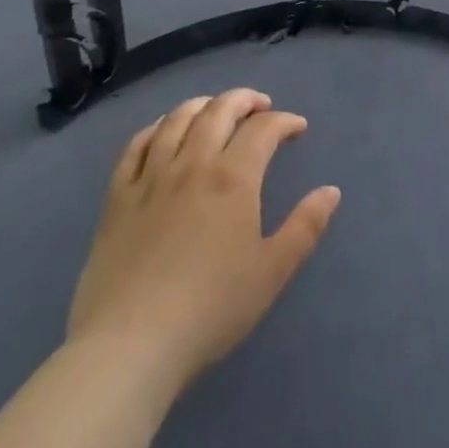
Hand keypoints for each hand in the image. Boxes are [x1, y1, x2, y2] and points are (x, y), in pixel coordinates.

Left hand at [66, 89, 339, 404]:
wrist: (129, 347)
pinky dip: (156, 127)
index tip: (297, 130)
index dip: (285, 121)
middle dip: (245, 100)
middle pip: (220, 109)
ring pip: (177, 119)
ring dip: (203, 104)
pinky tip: (164, 131)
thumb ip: (305, 226)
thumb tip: (331, 191)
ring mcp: (151, 178)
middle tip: (261, 107)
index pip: (264, 128)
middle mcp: (193, 164)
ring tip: (216, 110)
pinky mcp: (118, 198)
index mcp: (233, 178)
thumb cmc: (210, 309)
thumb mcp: (272, 271)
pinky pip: (136, 145)